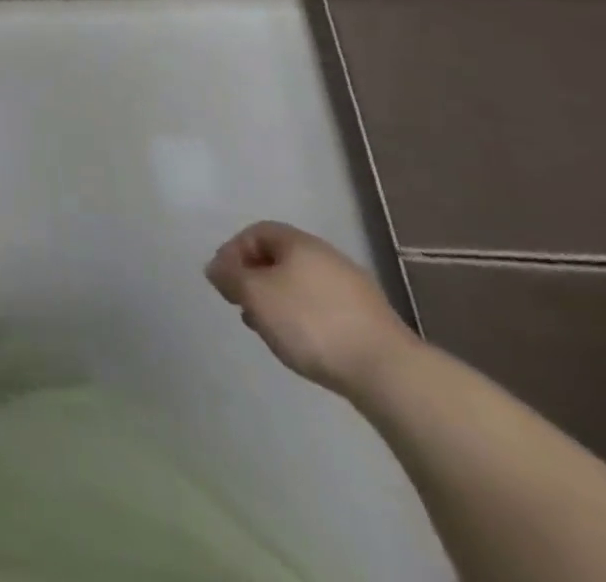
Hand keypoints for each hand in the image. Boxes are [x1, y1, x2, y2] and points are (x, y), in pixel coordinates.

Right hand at [206, 221, 417, 396]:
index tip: (223, 281)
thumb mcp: (255, 295)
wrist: (389, 373)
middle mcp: (327, 257)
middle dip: (255, 280)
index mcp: (299, 243)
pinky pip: (324, 308)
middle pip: (280, 259)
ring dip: (279, 302)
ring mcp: (354, 289)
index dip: (233, 252)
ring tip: (269, 330)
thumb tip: (216, 267)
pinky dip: (305, 319)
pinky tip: (303, 345)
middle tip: (243, 306)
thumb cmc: (310, 322)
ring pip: (301, 286)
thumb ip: (229, 276)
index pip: (256, 232)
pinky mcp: (370, 321)